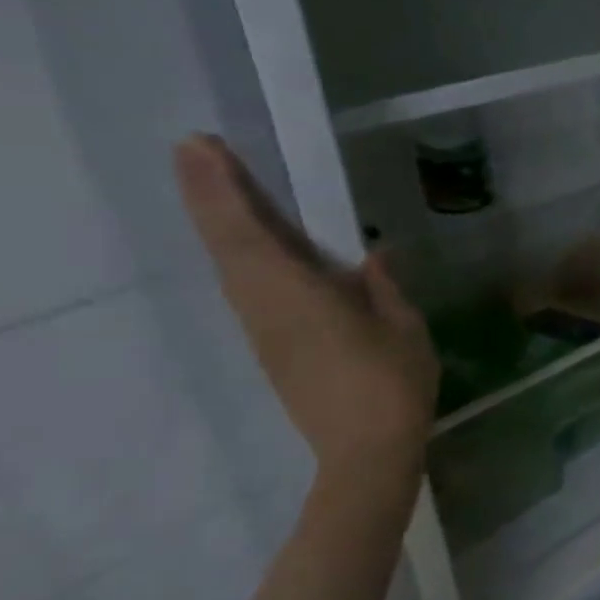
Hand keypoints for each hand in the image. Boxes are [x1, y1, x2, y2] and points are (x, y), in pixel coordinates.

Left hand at [175, 135, 437, 477]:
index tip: (200, 147)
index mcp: (297, 297)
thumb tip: (368, 257)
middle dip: (207, 194)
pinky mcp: (271, 346)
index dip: (222, 188)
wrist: (366, 452)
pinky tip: (255, 241)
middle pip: (226, 244)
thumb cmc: (393, 384)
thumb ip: (383, 288)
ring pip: (229, 265)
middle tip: (195, 149)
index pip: (247, 233)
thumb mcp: (404, 328)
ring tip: (222, 182)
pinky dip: (238, 252)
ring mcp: (263, 330)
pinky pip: (245, 286)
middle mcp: (266, 308)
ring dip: (220, 221)